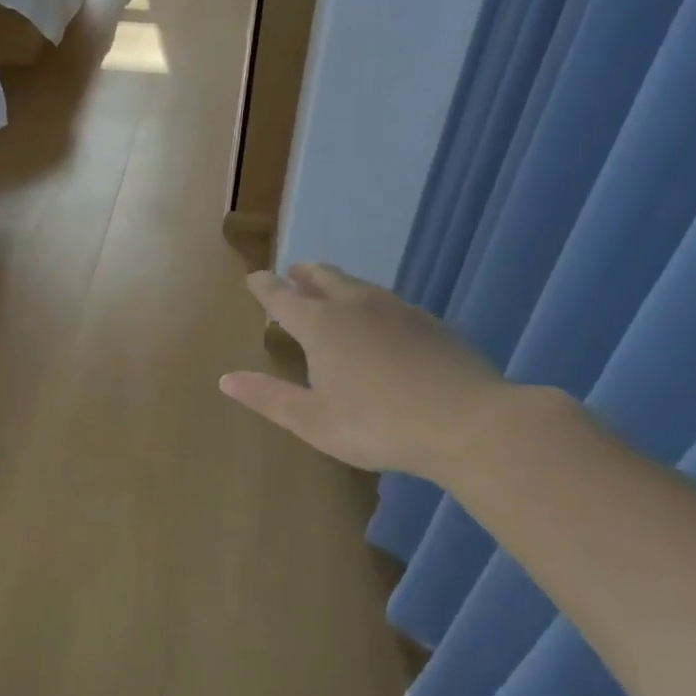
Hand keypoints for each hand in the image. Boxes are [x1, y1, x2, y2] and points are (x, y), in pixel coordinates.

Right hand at [219, 264, 509, 478]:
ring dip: (337, 282)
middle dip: (303, 274)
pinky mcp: (430, 323)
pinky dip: (370, 301)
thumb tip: (225, 379)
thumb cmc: (379, 423)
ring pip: (358, 286)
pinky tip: (379, 318)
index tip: (253, 278)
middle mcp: (356, 306)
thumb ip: (268, 397)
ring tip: (329, 286)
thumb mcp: (312, 420)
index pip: (283, 297)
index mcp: (321, 325)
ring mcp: (398, 310)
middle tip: (292, 272)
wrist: (470, 422)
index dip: (265, 287)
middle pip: (323, 278)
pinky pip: (388, 301)